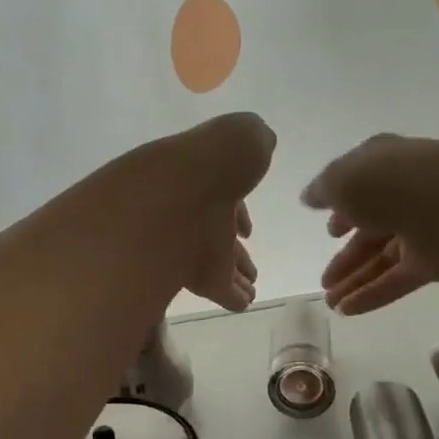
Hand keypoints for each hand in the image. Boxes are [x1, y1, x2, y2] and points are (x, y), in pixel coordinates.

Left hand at [151, 113, 275, 310]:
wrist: (179, 199)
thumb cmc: (212, 163)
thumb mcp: (241, 134)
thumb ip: (250, 139)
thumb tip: (259, 143)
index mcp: (204, 178)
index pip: (222, 196)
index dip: (237, 211)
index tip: (247, 228)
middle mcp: (194, 213)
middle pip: (218, 234)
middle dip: (234, 249)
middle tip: (249, 266)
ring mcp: (193, 247)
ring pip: (219, 263)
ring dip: (235, 273)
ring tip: (251, 285)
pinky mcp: (198, 279)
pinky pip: (220, 289)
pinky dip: (232, 296)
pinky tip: (244, 303)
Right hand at [302, 134, 438, 313]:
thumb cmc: (391, 183)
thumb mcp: (342, 179)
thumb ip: (323, 190)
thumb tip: (310, 197)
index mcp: (386, 164)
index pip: (362, 185)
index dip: (342, 207)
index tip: (328, 230)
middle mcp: (405, 195)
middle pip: (371, 228)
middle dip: (346, 255)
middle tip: (324, 278)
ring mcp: (423, 229)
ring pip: (382, 258)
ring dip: (354, 279)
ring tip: (329, 302)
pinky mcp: (435, 262)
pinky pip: (397, 280)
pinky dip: (371, 295)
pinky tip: (346, 311)